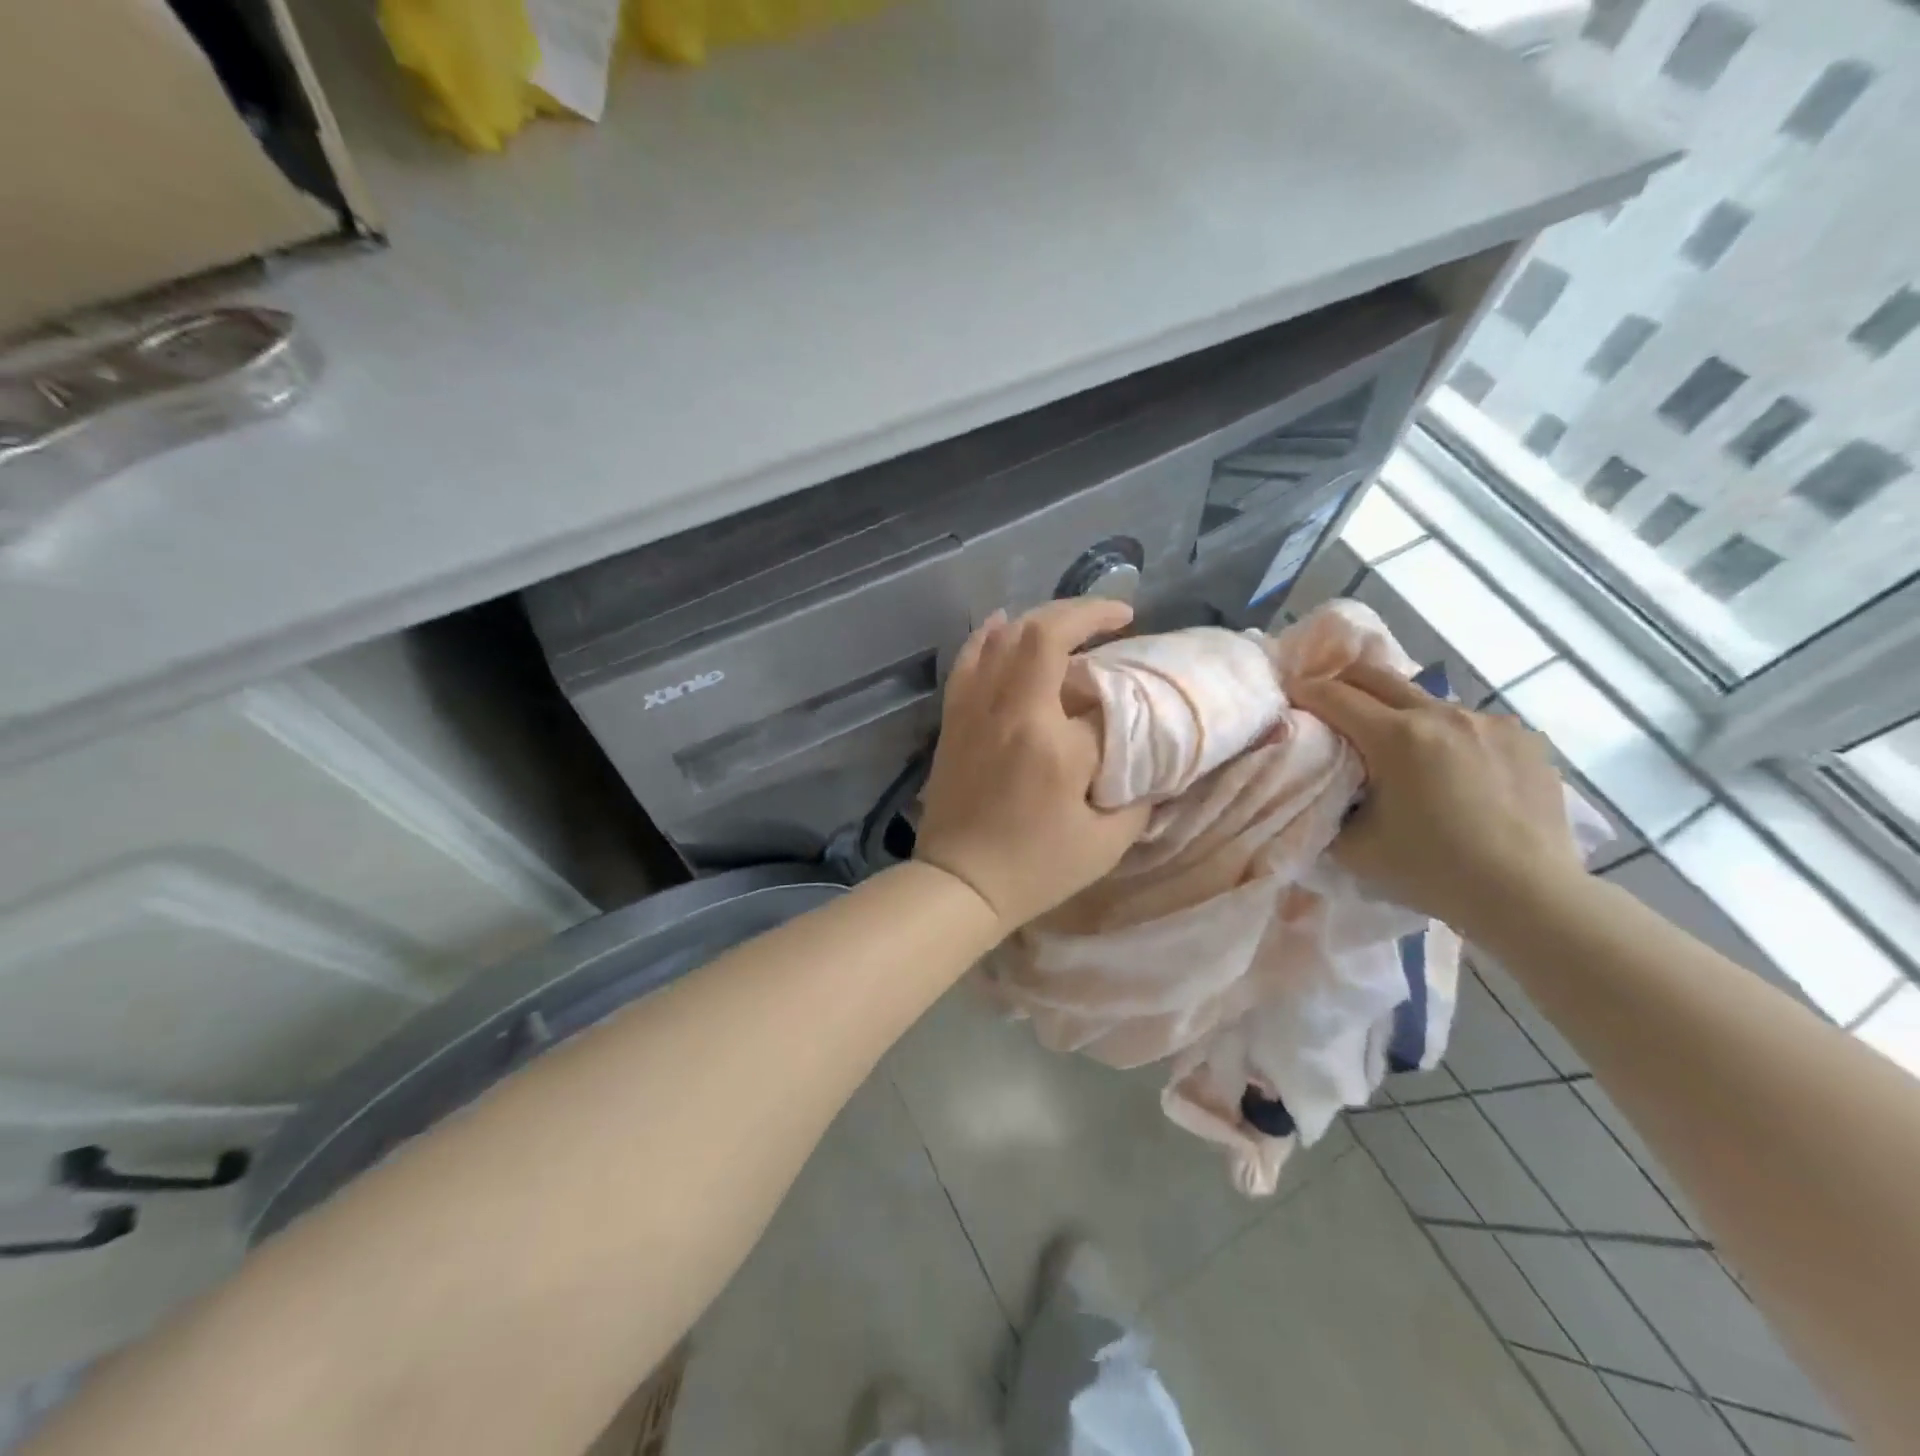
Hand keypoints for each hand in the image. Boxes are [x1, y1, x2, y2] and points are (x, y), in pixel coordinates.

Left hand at [915, 599, 1150, 933]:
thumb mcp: (1105, 843)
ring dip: (1043, 617)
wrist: (958, 883)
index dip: (1128, 691)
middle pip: (1044, 632)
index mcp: (1053, 742)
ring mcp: (976, 709)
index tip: (1142, 697)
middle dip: (1086, 612)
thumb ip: (1139, 798)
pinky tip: (1003, 620)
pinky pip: (967, 660)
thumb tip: (1150, 765)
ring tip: (1074, 622)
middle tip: (1117, 616)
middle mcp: (1010, 710)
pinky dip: (987, 634)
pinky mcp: (954, 718)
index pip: (1101, 694)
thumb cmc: (1035, 869)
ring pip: (1005, 637)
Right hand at [1291, 664, 1585, 932]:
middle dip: (1341, 682)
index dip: (1303, 693)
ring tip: (1398, 751)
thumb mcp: (1354, 848)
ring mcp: (1489, 722)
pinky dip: (1446, 736)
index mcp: (1397, 737)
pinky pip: (1469, 723)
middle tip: (1326, 705)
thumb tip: (1317, 787)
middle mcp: (1442, 715)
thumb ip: (1326, 808)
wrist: (1530, 897)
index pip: (1333, 696)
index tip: (1288, 698)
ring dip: (1398, 714)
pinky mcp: (1524, 738)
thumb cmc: (1433, 872)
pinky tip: (1452, 772)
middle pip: (1376, 675)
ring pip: (1425, 700)